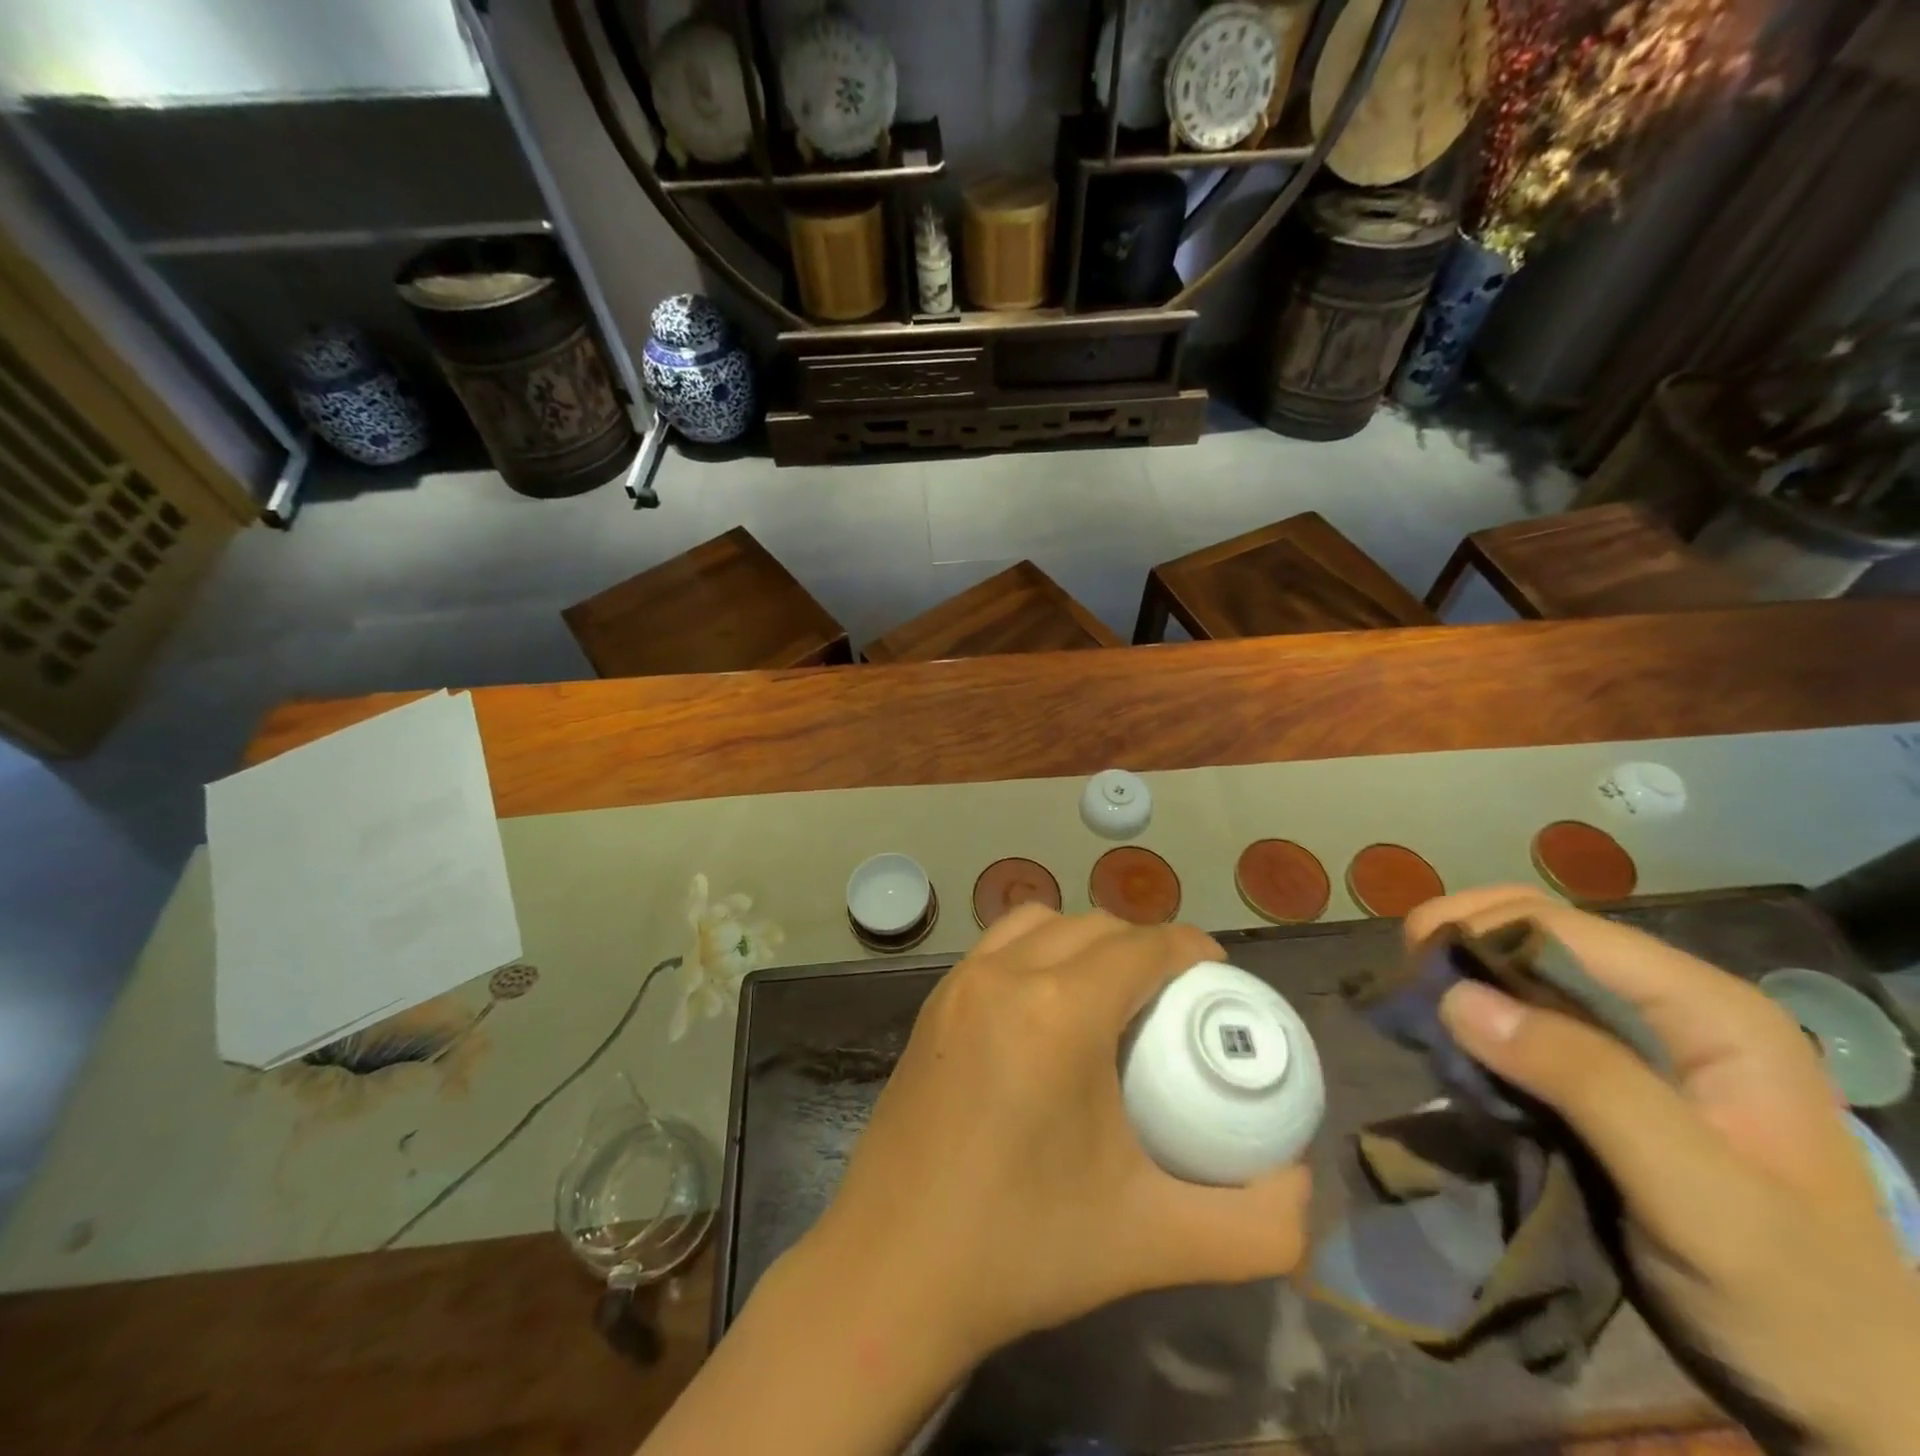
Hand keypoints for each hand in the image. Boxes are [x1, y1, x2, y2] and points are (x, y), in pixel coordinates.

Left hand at [804, 906, 1311, 1366]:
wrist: (892, 1273)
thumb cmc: (1024, 1248)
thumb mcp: (1154, 1240)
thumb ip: (1254, 1225)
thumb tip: (1301, 1189)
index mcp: (1060, 1011)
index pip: (1142, 945)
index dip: (1190, 948)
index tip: (1219, 977)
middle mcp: (1005, 975)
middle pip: (1094, 926)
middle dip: (1144, 946)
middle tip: (1173, 998)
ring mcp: (959, 984)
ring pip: (1040, 922)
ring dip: (1086, 940)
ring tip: (1111, 994)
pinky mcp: (932, 1005)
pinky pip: (997, 946)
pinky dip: (1037, 950)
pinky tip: (1046, 1009)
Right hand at [1408, 887, 1919, 1455]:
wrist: (1847, 1402)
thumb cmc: (1790, 1299)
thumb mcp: (1696, 1195)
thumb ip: (1585, 1083)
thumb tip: (1455, 995)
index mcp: (1710, 1009)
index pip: (1563, 927)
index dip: (1476, 930)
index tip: (1408, 970)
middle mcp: (1672, 1005)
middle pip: (1538, 934)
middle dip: (1462, 946)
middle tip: (1404, 988)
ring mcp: (1641, 1040)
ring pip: (1524, 973)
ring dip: (1463, 982)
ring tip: (1417, 1016)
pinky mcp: (1609, 1075)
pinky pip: (1525, 1020)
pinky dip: (1478, 1022)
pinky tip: (1453, 1046)